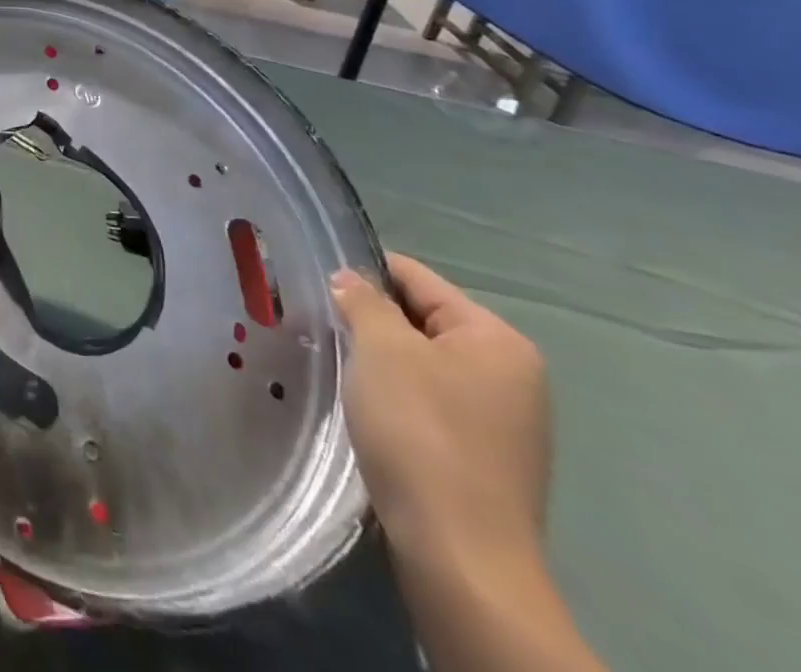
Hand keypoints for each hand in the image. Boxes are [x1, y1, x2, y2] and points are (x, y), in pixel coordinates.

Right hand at [334, 254, 552, 565]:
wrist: (459, 551)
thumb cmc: (420, 431)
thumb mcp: (381, 348)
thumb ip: (363, 301)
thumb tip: (350, 280)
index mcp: (497, 339)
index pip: (416, 278)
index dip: (362, 273)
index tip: (314, 281)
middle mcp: (511, 373)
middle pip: (420, 319)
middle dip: (370, 319)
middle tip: (320, 324)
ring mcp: (502, 418)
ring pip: (420, 361)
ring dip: (378, 359)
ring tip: (337, 364)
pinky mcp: (483, 454)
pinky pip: (428, 399)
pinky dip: (393, 393)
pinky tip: (365, 406)